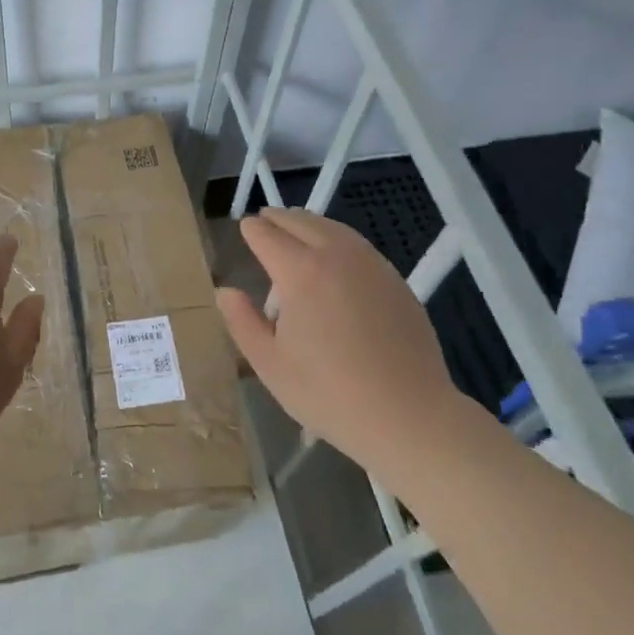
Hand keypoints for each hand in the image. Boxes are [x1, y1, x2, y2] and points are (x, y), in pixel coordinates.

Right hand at [217, 208, 458, 477]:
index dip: (251, 230)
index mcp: (300, 272)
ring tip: (294, 233)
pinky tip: (333, 259)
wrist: (408, 415)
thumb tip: (225, 291)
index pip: (266, 235)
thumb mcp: (270, 364)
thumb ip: (242, 321)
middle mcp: (336, 255)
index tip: (243, 231)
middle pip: (300, 221)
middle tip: (263, 223)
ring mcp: (371, 263)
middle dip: (277, 219)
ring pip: (332, 227)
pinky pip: (356, 244)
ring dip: (308, 224)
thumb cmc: (328, 393)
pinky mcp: (395, 278)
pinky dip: (336, 239)